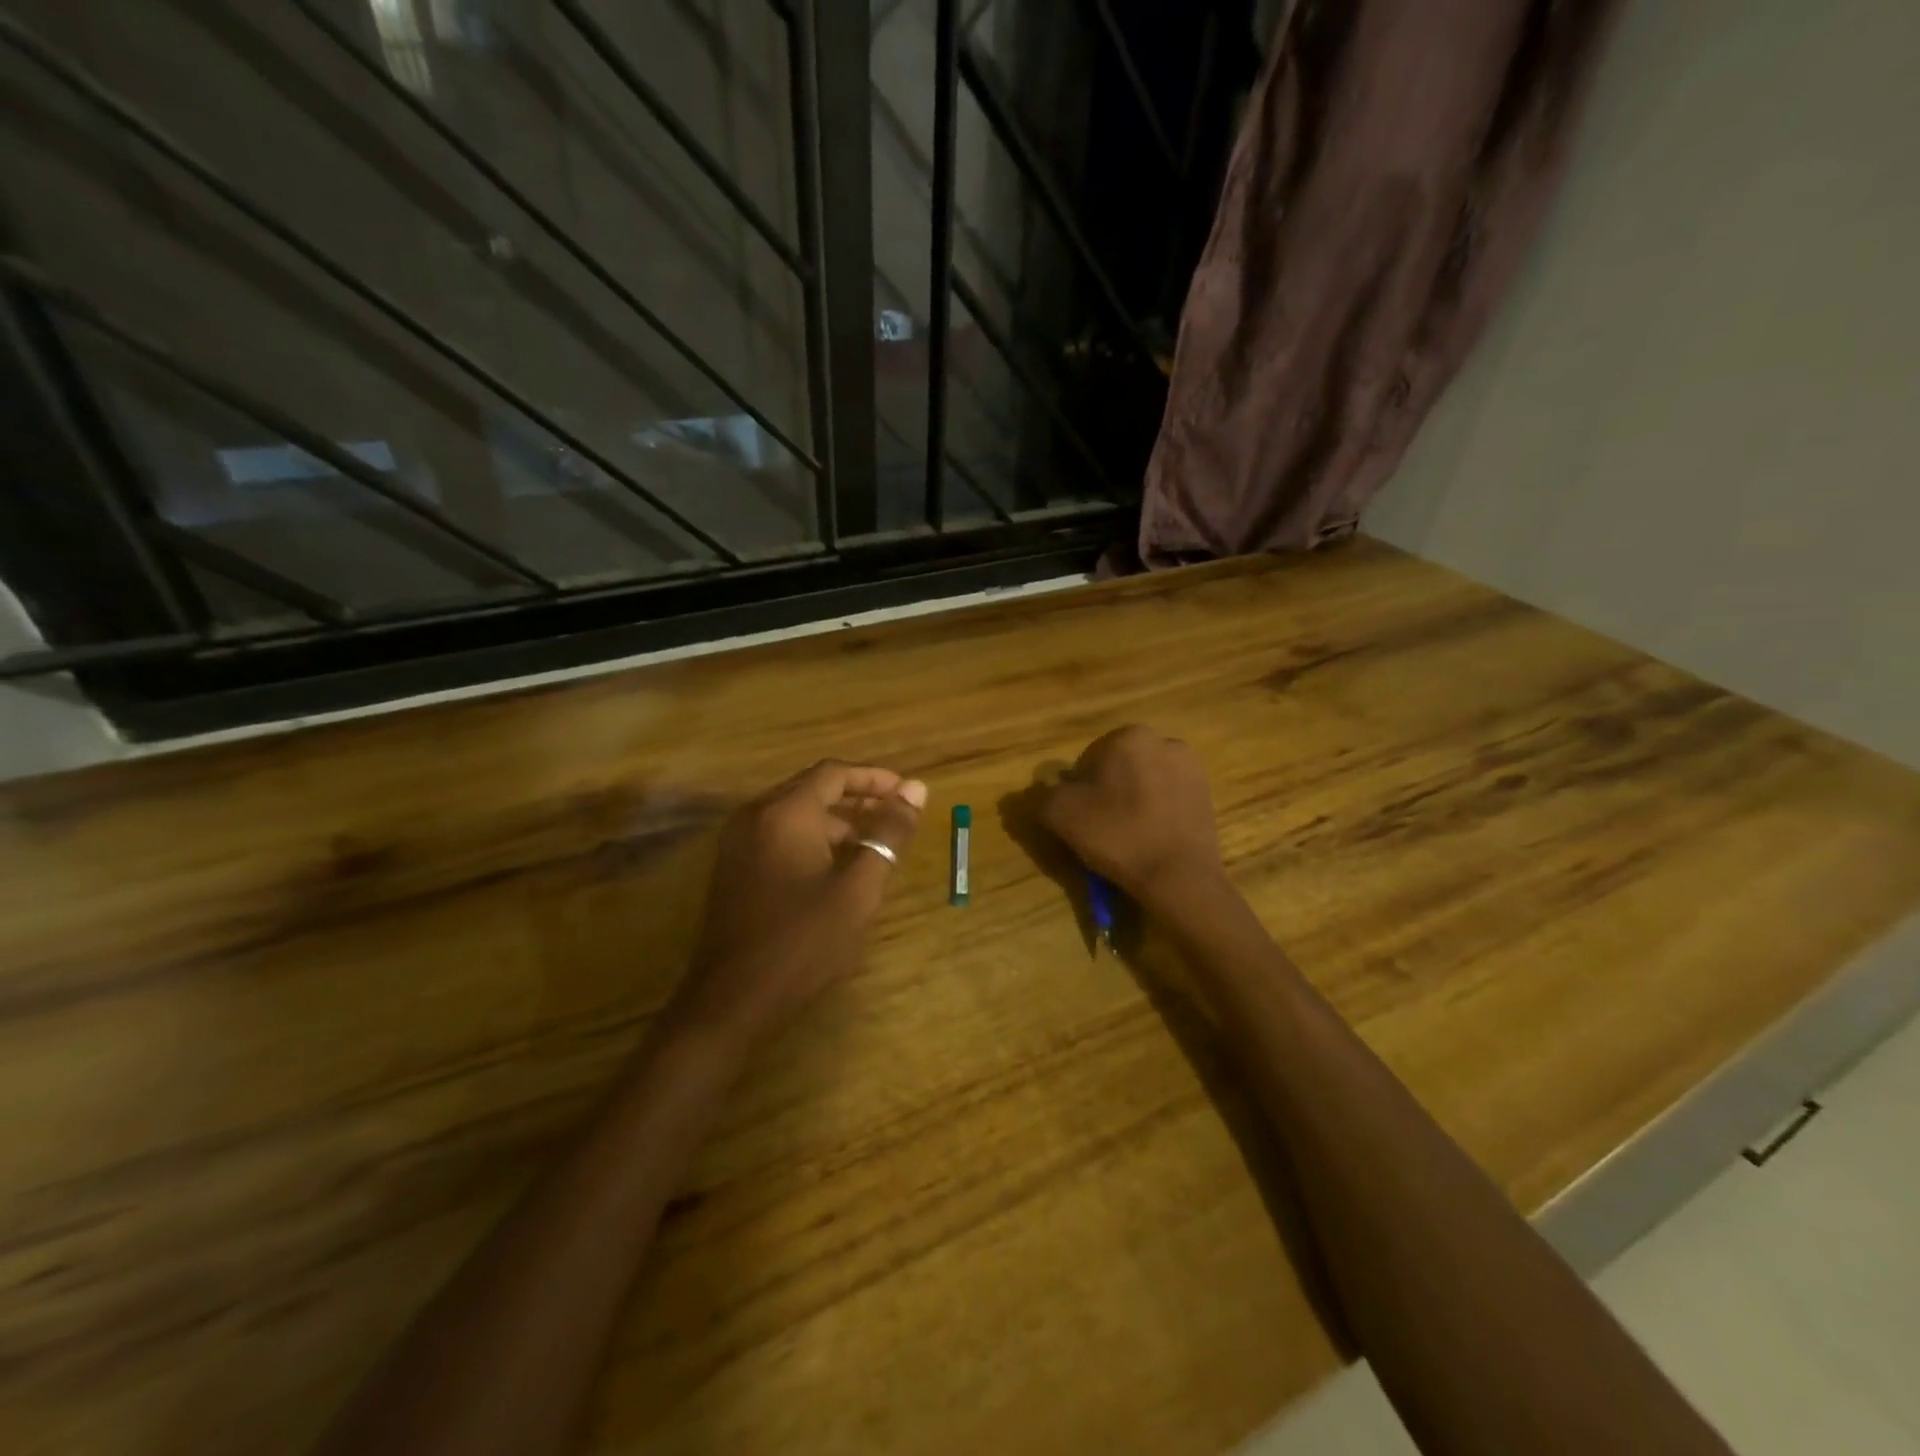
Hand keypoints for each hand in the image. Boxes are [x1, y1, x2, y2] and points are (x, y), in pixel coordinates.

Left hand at [670, 760, 926, 1048]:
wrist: (734, 1000)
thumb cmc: (804, 941)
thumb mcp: (858, 887)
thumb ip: (888, 834)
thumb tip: (916, 790)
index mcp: (784, 812)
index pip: (834, 773)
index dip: (874, 778)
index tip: (907, 793)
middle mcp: (755, 815)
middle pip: (812, 789)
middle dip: (857, 799)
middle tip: (894, 818)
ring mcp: (738, 842)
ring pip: (795, 814)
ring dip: (835, 823)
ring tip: (873, 848)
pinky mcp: (733, 868)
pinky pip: (778, 836)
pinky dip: (811, 840)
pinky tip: (836, 870)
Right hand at [1034, 726, 1226, 911]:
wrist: (1179, 878)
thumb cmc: (1118, 836)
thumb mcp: (1061, 814)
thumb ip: (1044, 794)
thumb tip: (1046, 792)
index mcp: (1130, 736)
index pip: (1087, 761)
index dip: (1077, 792)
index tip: (1079, 820)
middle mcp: (1165, 741)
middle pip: (1118, 769)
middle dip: (1106, 793)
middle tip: (1100, 830)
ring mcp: (1192, 769)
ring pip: (1143, 784)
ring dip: (1131, 803)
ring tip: (1126, 838)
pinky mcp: (1207, 796)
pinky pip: (1167, 800)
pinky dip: (1154, 814)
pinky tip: (1150, 840)